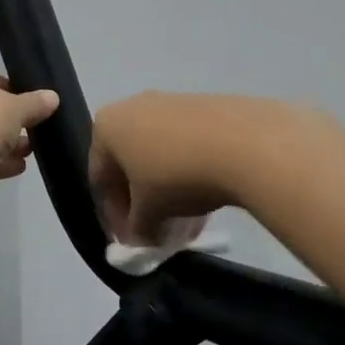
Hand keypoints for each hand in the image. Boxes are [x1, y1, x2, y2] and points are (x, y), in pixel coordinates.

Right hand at [89, 92, 291, 244]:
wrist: (244, 142)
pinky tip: (207, 201)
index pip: (100, 180)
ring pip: (160, 156)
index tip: (131, 242)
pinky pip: (186, 146)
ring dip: (167, 192)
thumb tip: (141, 237)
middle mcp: (134, 106)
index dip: (113, 217)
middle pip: (130, 165)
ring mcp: (171, 102)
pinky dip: (189, 174)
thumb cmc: (176, 175)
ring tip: (186, 223)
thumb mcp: (148, 214)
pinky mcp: (205, 106)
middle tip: (157, 233)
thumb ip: (136, 229)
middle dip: (142, 204)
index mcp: (107, 127)